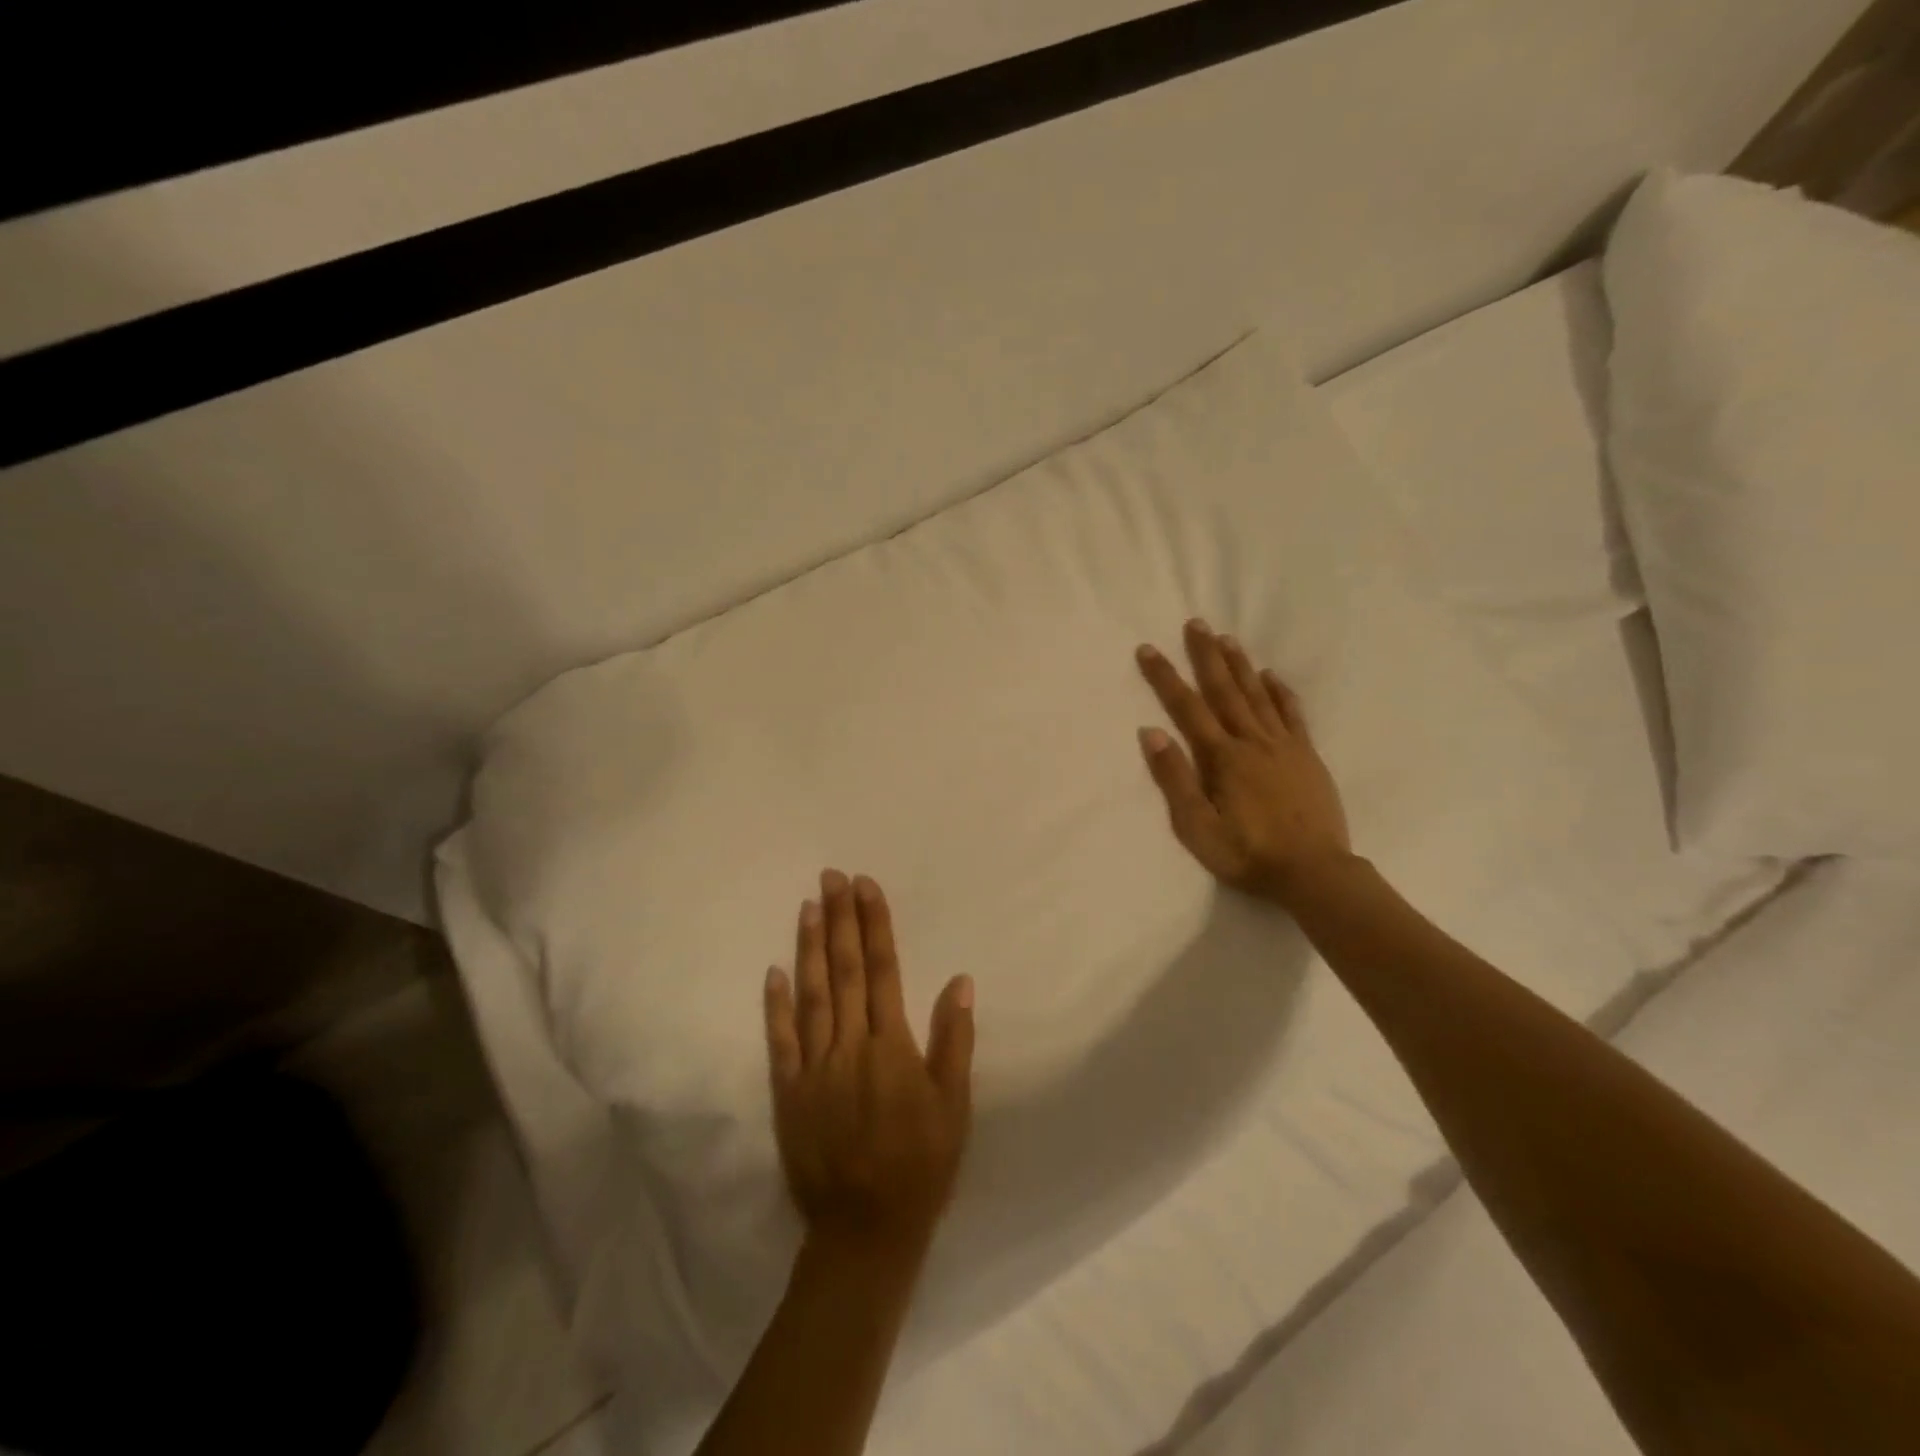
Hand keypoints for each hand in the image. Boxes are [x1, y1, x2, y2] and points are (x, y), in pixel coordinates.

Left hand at [764, 870, 974, 1261]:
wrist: (865, 1231)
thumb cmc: (921, 1165)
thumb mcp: (954, 1107)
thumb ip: (955, 1040)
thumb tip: (960, 980)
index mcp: (892, 1047)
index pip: (882, 970)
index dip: (875, 925)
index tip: (866, 887)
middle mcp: (849, 1047)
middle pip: (845, 971)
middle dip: (840, 919)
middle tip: (831, 876)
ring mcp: (813, 1068)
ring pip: (811, 995)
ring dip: (810, 948)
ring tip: (808, 906)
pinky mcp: (788, 1093)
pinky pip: (779, 1041)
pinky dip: (775, 1005)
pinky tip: (774, 971)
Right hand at [1135, 619, 1351, 903]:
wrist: (1314, 872)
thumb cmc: (1248, 854)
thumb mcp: (1198, 827)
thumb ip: (1175, 779)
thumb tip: (1151, 732)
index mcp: (1222, 758)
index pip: (1187, 708)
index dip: (1165, 677)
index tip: (1149, 649)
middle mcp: (1252, 741)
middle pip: (1225, 690)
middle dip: (1206, 655)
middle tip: (1195, 623)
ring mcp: (1283, 746)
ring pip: (1257, 695)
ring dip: (1240, 665)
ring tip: (1227, 638)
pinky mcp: (1307, 756)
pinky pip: (1291, 714)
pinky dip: (1279, 692)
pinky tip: (1270, 676)